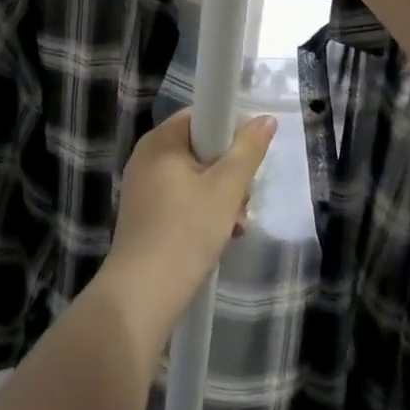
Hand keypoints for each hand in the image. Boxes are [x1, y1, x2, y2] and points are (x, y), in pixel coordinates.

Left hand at [99, 109, 275, 337]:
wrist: (143, 293)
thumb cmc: (186, 231)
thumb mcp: (226, 188)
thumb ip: (247, 150)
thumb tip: (266, 118)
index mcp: (160, 141)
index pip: (201, 116)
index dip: (229, 132)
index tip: (246, 160)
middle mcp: (147, 157)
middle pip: (201, 149)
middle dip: (229, 173)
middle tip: (241, 200)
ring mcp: (143, 188)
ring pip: (195, 178)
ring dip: (221, 198)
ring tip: (234, 226)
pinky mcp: (146, 215)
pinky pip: (182, 200)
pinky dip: (203, 213)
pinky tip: (221, 237)